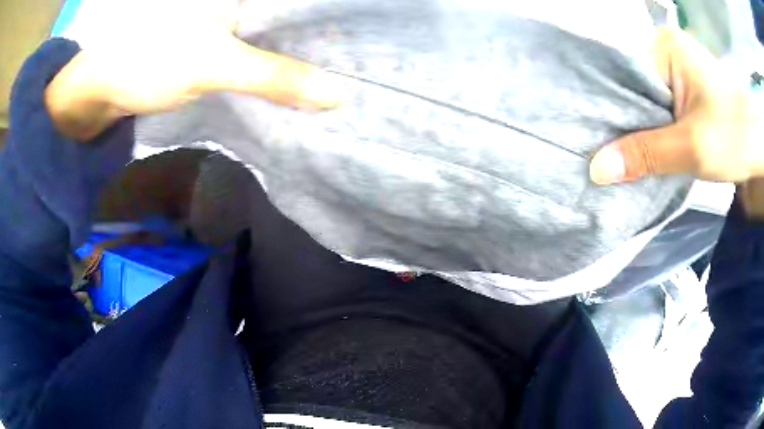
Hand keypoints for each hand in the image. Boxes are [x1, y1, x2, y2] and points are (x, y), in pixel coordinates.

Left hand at [45, 0, 344, 140]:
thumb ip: (274, 76)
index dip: (338, 18)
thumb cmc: (149, 59)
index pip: (304, 4)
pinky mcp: (219, 40)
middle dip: (328, 36)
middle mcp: (242, 2)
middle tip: (363, 60)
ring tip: (343, 68)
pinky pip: (260, 48)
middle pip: (297, 15)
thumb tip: (336, 94)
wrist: (105, 83)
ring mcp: (231, 18)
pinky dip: (279, 63)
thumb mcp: (214, 64)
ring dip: (306, 50)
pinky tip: (300, 77)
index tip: (372, 38)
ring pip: (281, 31)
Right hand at [589, 28, 760, 184]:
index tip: (581, 131)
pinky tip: (636, 148)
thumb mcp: (693, 147)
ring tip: (607, 151)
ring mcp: (676, 72)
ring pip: (644, 99)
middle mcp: (665, 52)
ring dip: (633, 127)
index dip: (601, 101)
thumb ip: (647, 154)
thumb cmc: (735, 136)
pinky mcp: (685, 93)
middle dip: (617, 117)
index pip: (620, 70)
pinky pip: (658, 109)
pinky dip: (649, 130)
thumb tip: (596, 170)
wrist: (760, 148)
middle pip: (631, 85)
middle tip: (591, 147)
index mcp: (663, 46)